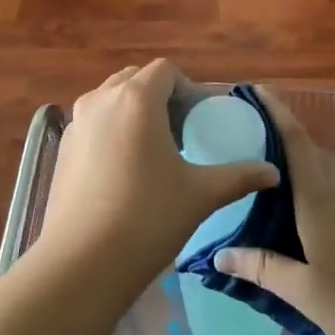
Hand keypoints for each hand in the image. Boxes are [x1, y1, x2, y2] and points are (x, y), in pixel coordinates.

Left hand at [35, 60, 278, 291]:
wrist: (82, 263)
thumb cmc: (148, 218)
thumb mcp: (200, 194)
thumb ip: (239, 176)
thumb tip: (273, 173)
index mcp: (136, 98)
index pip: (166, 71)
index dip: (187, 90)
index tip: (200, 120)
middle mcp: (101, 99)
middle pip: (136, 80)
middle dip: (161, 98)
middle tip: (181, 133)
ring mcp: (76, 122)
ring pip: (111, 100)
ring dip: (134, 113)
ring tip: (153, 152)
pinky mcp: (61, 147)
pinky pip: (93, 123)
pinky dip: (112, 131)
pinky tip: (123, 172)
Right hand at [215, 89, 334, 334]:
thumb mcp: (306, 294)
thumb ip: (264, 270)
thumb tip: (219, 254)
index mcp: (318, 201)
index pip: (294, 143)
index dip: (276, 114)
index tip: (257, 90)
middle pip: (312, 152)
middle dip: (285, 138)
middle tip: (253, 140)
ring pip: (328, 172)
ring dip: (304, 163)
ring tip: (276, 177)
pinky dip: (320, 188)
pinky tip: (310, 215)